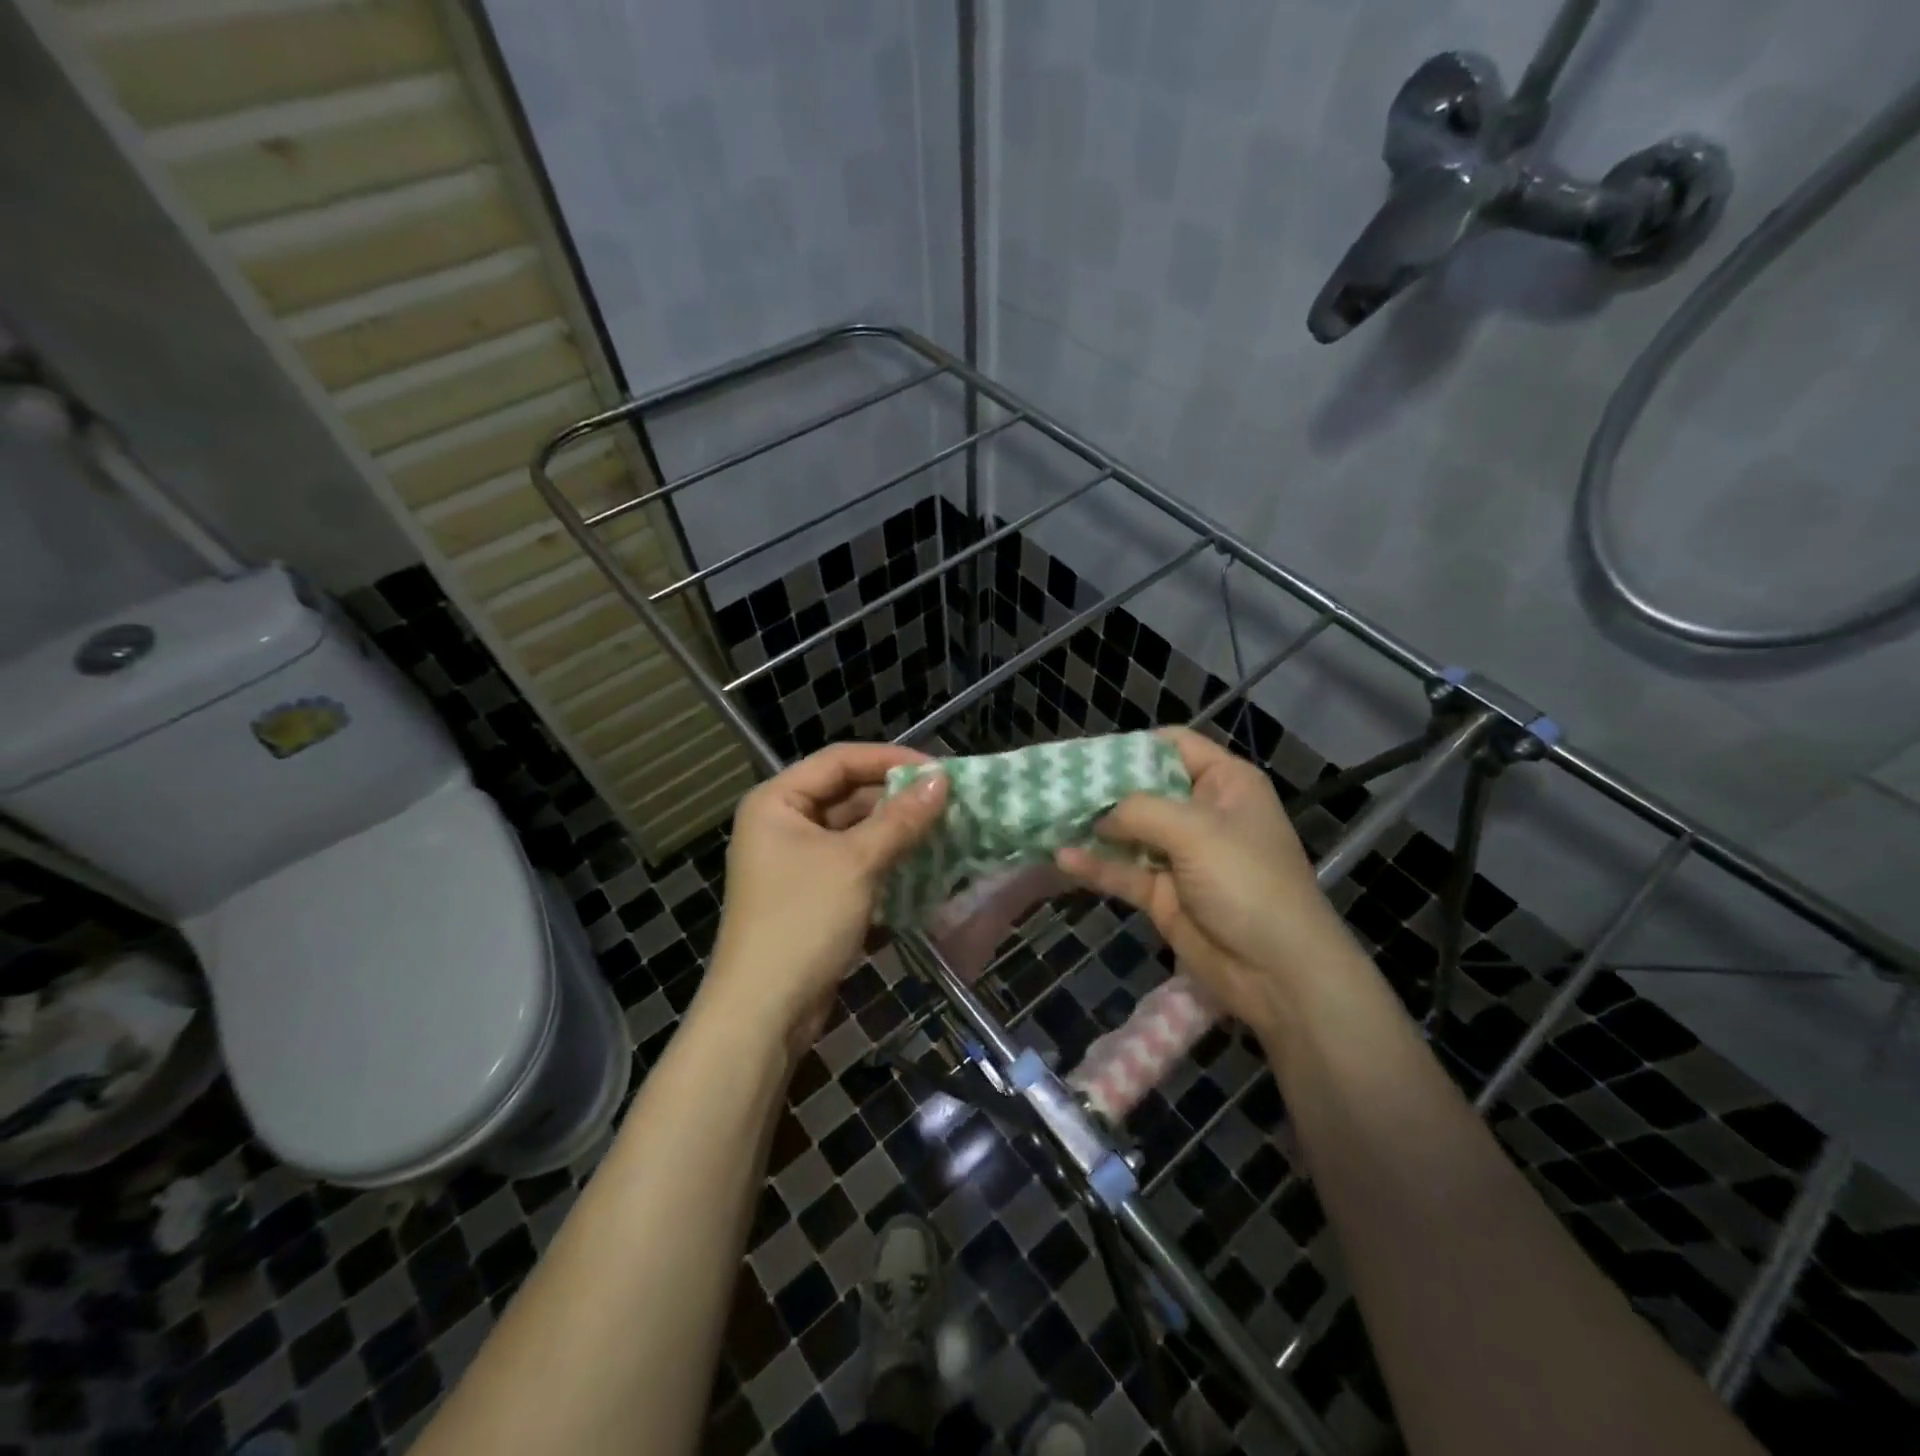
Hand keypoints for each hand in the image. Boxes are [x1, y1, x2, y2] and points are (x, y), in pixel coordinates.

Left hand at [705, 743, 947, 1054]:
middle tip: (947, 801)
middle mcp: (782, 823)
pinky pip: (853, 862)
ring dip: (895, 830)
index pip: (840, 760)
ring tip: (943, 828)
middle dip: (896, 798)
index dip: (890, 760)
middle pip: (847, 794)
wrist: (764, 1012)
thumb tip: (941, 780)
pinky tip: (922, 862)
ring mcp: (795, 861)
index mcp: (777, 801)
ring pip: (854, 830)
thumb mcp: (856, 863)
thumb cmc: (803, 921)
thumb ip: (900, 819)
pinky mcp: (811, 894)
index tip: (938, 770)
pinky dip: (885, 860)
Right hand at [1055, 728, 1353, 1037]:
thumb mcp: (1196, 831)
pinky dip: (1096, 866)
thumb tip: (1101, 817)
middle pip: (1144, 787)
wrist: (1278, 972)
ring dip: (1093, 828)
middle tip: (1056, 786)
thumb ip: (1140, 810)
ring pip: (1129, 831)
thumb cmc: (1247, 882)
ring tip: (1049, 819)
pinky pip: (1124, 872)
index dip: (1134, 746)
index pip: (1175, 745)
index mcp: (1225, 783)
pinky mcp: (1163, 894)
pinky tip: (1063, 859)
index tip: (1088, 755)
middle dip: (1103, 788)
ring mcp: (1181, 855)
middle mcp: (1201, 812)